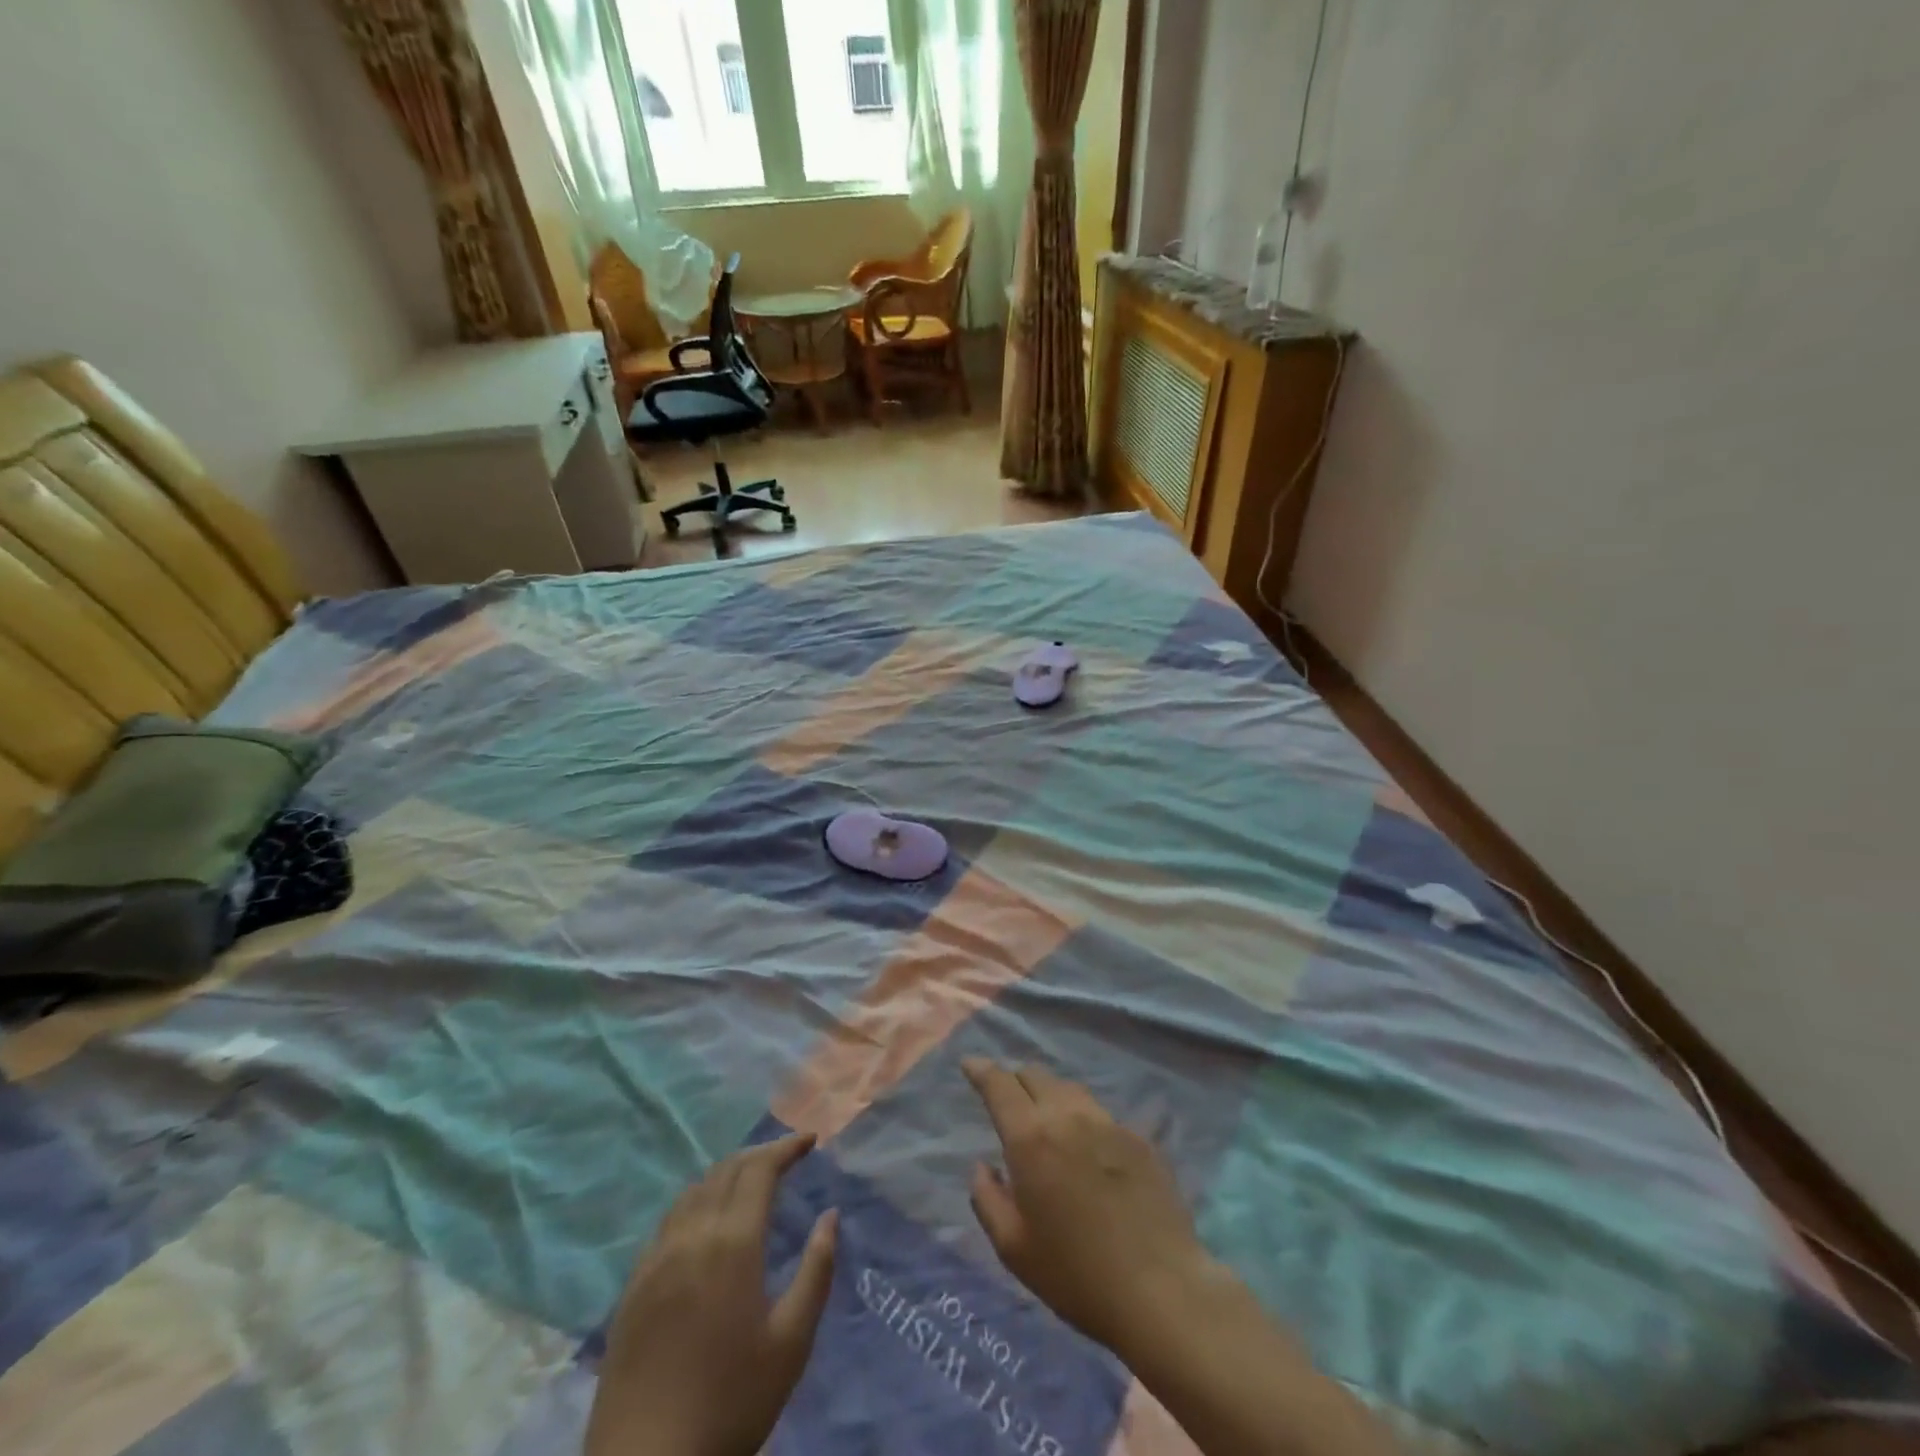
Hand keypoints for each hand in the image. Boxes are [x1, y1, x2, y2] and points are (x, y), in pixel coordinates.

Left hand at [585, 1134, 837, 1455]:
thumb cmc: (731, 1404)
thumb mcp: (791, 1343)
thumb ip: (816, 1271)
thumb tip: (830, 1215)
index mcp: (732, 1243)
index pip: (759, 1169)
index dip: (786, 1147)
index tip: (810, 1140)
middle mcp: (691, 1236)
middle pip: (725, 1170)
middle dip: (759, 1154)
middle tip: (786, 1156)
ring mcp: (656, 1259)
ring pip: (693, 1191)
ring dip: (726, 1174)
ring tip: (750, 1182)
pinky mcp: (633, 1285)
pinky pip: (669, 1220)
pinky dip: (696, 1201)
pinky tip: (705, 1222)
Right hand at [961, 1058, 1218, 1356]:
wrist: (1160, 1289)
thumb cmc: (1076, 1274)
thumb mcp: (1014, 1248)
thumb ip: (987, 1199)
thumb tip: (982, 1166)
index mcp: (1031, 1137)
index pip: (999, 1085)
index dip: (981, 1069)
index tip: (970, 1064)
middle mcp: (1068, 1116)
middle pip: (1035, 1075)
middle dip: (1014, 1080)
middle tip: (1006, 1099)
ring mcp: (1108, 1123)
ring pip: (1069, 1089)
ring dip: (1049, 1094)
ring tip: (1045, 1117)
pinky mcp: (1139, 1138)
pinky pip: (1100, 1114)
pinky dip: (1081, 1118)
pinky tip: (1087, 1146)